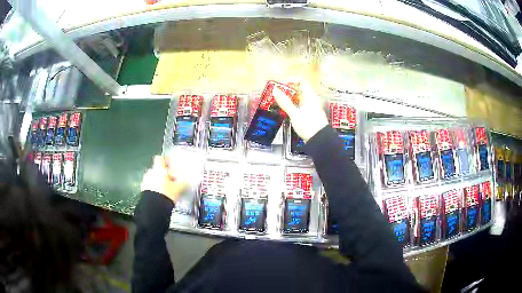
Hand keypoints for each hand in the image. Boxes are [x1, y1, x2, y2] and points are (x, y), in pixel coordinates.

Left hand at [140, 156, 186, 202]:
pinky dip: (156, 189)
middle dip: (165, 174)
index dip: (166, 160)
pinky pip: (151, 187)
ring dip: (160, 182)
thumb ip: (183, 182)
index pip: (161, 158)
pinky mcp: (144, 191)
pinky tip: (163, 195)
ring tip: (169, 189)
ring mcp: (146, 182)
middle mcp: (150, 173)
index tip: (171, 164)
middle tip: (173, 180)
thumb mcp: (179, 188)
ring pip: (154, 178)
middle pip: (158, 170)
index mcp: (158, 169)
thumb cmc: (166, 194)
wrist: (154, 208)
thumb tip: (188, 180)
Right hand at [273, 82, 328, 141]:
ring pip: (300, 99)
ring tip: (280, 102)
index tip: (282, 84)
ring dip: (291, 99)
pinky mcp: (311, 116)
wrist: (320, 141)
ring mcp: (312, 108)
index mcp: (311, 96)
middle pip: (301, 90)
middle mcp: (313, 100)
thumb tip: (275, 90)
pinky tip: (287, 111)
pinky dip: (294, 106)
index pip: (302, 82)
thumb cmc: (308, 126)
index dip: (292, 80)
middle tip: (278, 93)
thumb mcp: (294, 113)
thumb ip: (284, 102)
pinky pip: (301, 106)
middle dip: (289, 90)